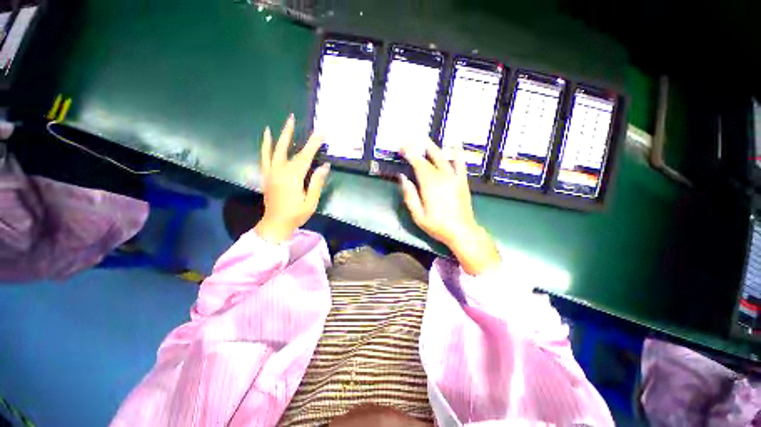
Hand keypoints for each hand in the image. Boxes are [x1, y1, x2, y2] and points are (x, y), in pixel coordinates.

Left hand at [254, 115, 329, 243]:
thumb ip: (317, 183)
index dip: (314, 143)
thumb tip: (324, 166)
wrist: (275, 224)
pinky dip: (265, 145)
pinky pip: (264, 156)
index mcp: (293, 177)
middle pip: (287, 148)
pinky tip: (266, 136)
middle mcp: (280, 170)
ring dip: (279, 135)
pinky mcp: (266, 175)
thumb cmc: (296, 214)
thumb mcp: (311, 201)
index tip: (322, 131)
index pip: (305, 156)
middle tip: (294, 118)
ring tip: (283, 123)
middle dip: (292, 132)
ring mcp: (271, 172)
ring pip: (274, 149)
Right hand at [399, 140, 499, 274]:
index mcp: (430, 185)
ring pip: (442, 158)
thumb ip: (409, 195)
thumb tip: (402, 178)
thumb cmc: (437, 225)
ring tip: (425, 140)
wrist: (461, 231)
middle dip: (418, 149)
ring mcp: (454, 178)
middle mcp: (442, 177)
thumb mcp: (418, 215)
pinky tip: (455, 144)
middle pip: (428, 159)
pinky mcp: (462, 181)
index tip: (402, 147)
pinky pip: (461, 164)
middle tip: (409, 141)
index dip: (410, 154)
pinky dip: (458, 153)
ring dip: (433, 148)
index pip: (418, 164)